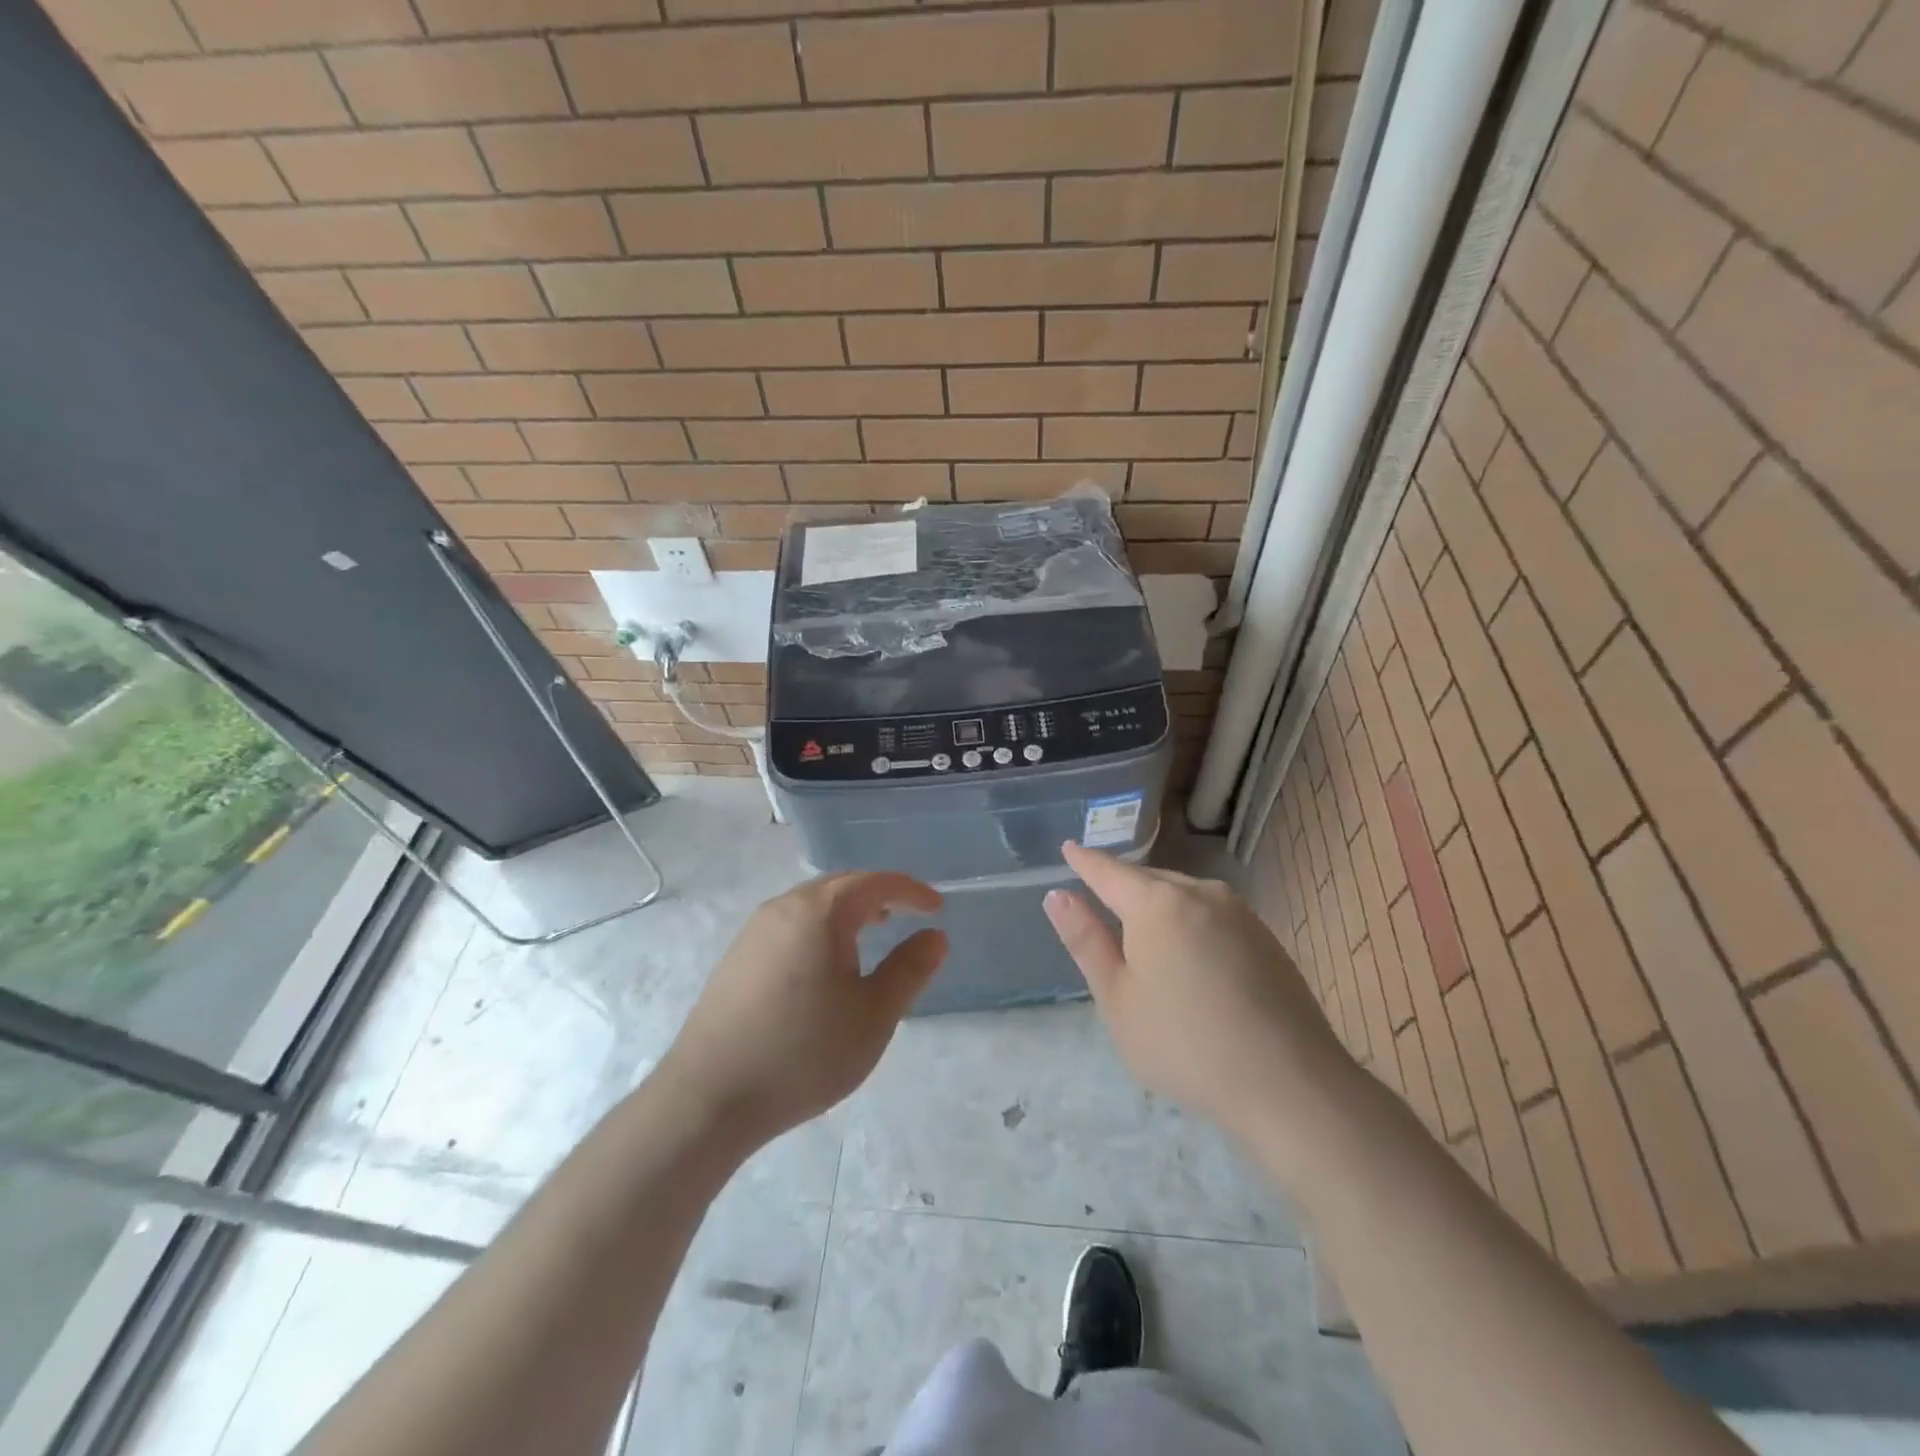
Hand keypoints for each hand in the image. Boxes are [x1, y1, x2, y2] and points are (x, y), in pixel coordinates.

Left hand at [663, 872, 945, 1149]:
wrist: (709, 1097)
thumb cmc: (804, 1052)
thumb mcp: (873, 1015)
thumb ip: (909, 970)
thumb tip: (935, 936)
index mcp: (820, 912)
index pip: (875, 882)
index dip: (910, 890)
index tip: (936, 908)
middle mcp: (784, 908)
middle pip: (840, 885)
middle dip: (877, 894)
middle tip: (905, 914)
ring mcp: (754, 931)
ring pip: (811, 903)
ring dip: (846, 910)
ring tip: (870, 933)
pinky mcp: (736, 958)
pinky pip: (789, 924)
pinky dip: (819, 928)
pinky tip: (823, 964)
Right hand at [1043, 841, 1353, 1144]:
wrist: (1290, 1084)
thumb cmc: (1185, 1044)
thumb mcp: (1118, 998)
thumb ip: (1086, 941)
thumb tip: (1057, 895)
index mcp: (1157, 904)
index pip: (1109, 872)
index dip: (1085, 861)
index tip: (1069, 848)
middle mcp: (1200, 893)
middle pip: (1148, 880)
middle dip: (1121, 886)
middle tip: (1097, 896)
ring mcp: (1239, 913)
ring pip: (1182, 895)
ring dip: (1156, 905)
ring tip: (1139, 929)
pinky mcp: (1265, 937)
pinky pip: (1210, 914)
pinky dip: (1187, 922)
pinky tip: (1187, 955)